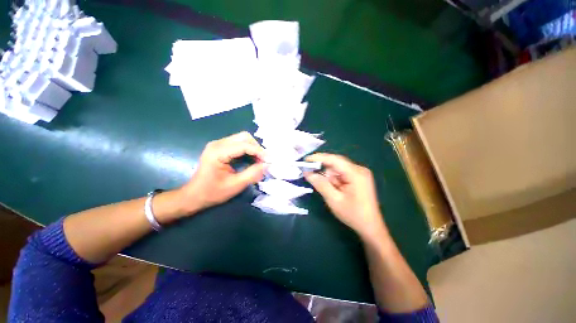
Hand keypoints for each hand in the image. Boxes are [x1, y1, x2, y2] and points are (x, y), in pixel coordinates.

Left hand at [177, 132, 266, 213]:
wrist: (194, 195)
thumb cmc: (212, 192)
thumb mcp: (235, 185)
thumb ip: (252, 174)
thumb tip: (267, 165)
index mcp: (218, 152)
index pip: (244, 145)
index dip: (259, 152)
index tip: (269, 160)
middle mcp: (218, 143)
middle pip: (244, 137)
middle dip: (257, 148)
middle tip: (264, 161)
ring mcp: (218, 144)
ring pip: (242, 139)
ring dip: (253, 148)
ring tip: (259, 161)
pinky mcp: (220, 148)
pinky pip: (238, 144)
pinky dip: (248, 150)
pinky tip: (252, 159)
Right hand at [304, 153, 386, 239]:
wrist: (370, 227)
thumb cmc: (353, 215)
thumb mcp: (334, 200)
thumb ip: (321, 184)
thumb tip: (308, 173)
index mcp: (356, 173)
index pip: (334, 159)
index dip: (319, 158)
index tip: (305, 160)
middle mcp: (359, 169)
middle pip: (336, 164)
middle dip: (323, 170)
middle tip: (310, 175)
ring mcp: (359, 173)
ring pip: (337, 169)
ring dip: (329, 178)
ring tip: (330, 191)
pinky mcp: (358, 178)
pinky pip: (341, 174)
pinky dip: (334, 180)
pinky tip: (335, 190)